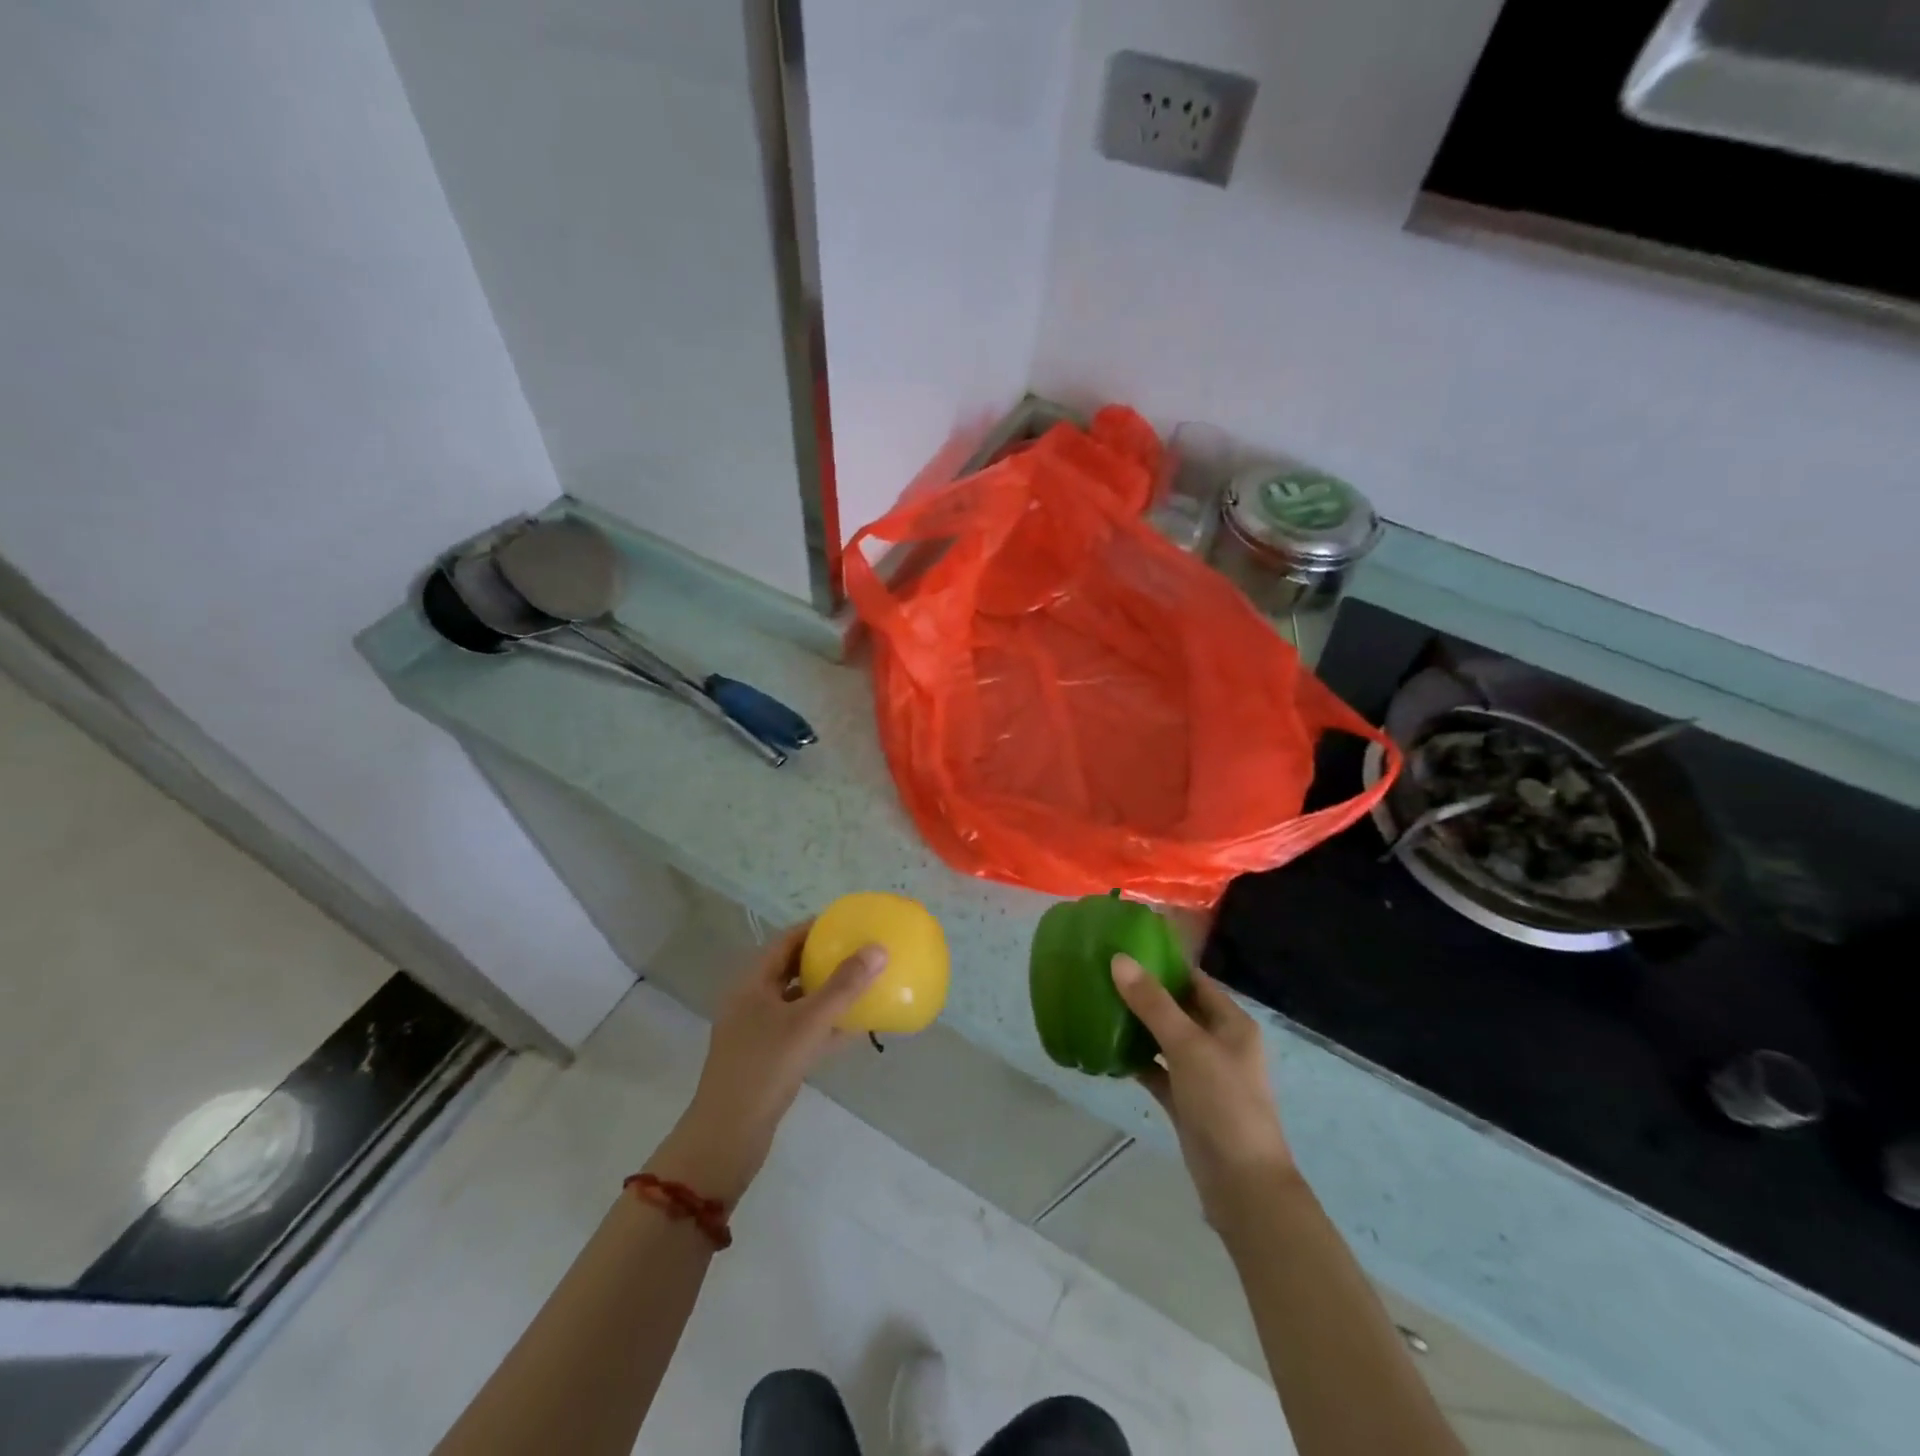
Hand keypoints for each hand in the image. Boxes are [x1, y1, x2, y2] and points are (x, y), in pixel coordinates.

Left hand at [648, 922, 884, 1203]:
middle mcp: (753, 1001)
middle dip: (826, 960)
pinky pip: (803, 1031)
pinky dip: (827, 1026)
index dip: (816, 929)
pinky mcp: (770, 1059)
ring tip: (864, 984)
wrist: (728, 1137)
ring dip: (829, 993)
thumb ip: (844, 986)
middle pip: (792, 969)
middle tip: (861, 951)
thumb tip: (879, 948)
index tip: (849, 922)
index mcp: (752, 983)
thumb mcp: (807, 1023)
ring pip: (799, 1002)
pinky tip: (858, 1029)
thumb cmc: (764, 1068)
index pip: (786, 941)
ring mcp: (759, 1032)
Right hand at [1111, 955, 1296, 1228]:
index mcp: (1231, 1023)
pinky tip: (1106, 1049)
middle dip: (1144, 993)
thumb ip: (1153, 1004)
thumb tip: (1119, 959)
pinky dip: (1135, 1060)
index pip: (1195, 981)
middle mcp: (1219, 1043)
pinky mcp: (1185, 1101)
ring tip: (1098, 1004)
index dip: (1164, 964)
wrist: (1242, 1184)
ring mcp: (1202, 1074)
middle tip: (1102, 974)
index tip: (1125, 949)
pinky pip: (1156, 1070)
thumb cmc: (1224, 1103)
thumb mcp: (1188, 1046)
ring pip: (1165, 1040)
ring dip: (1137, 1026)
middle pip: (1178, 1008)